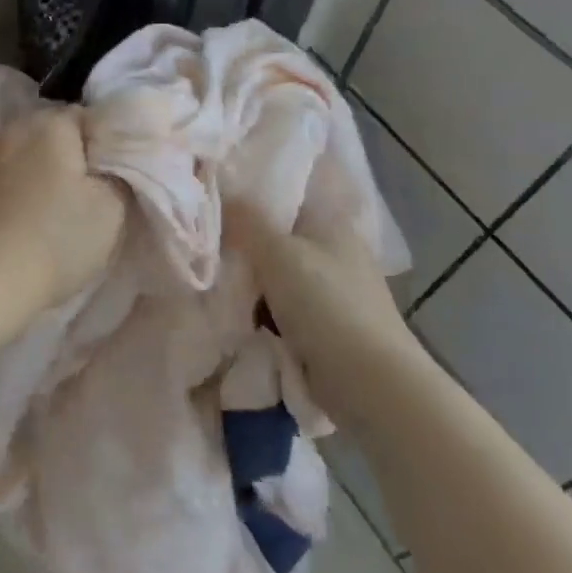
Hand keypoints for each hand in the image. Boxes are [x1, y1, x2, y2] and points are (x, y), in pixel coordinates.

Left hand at [0, 108, 126, 313]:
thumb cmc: (54, 242)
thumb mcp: (111, 210)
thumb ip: (116, 173)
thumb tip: (108, 161)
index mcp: (48, 124)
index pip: (84, 118)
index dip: (100, 147)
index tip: (106, 179)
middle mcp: (9, 128)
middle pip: (46, 133)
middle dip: (63, 156)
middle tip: (78, 196)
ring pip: (16, 154)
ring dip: (30, 172)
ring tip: (41, 210)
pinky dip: (4, 191)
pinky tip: (10, 222)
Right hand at [227, 203, 423, 398]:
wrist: (369, 383)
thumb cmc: (326, 304)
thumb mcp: (277, 251)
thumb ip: (245, 219)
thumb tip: (221, 189)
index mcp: (332, 222)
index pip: (288, 193)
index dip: (252, 192)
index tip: (215, 197)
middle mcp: (334, 251)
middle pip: (277, 237)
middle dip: (243, 243)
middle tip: (202, 242)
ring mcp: (332, 292)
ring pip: (276, 276)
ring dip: (249, 283)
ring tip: (208, 279)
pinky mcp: (326, 327)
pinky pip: (281, 310)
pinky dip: (261, 313)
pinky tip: (232, 313)